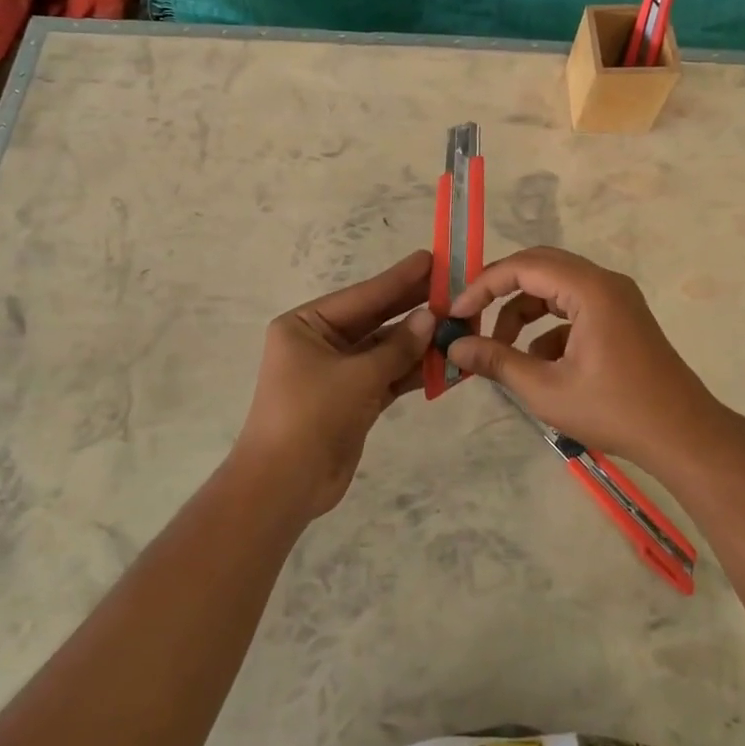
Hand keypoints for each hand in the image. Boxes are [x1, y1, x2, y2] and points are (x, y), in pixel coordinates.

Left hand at [235, 250, 435, 518]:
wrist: (284, 486)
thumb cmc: (311, 415)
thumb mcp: (357, 376)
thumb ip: (398, 346)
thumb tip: (431, 316)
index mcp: (306, 325)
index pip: (362, 296)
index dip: (399, 278)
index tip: (431, 259)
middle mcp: (320, 343)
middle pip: (376, 319)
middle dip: (414, 307)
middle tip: (453, 287)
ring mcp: (338, 373)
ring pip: (386, 349)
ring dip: (420, 342)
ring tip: (460, 324)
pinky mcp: (353, 400)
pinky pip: (389, 376)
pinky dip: (414, 371)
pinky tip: (448, 361)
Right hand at [447, 247, 731, 473]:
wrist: (683, 436)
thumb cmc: (615, 411)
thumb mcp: (546, 390)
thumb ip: (498, 362)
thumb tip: (456, 345)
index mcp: (589, 289)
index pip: (523, 267)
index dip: (484, 285)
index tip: (457, 313)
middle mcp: (604, 282)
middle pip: (539, 268)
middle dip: (501, 293)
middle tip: (472, 319)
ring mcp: (616, 298)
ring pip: (555, 289)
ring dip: (524, 313)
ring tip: (502, 352)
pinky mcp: (621, 318)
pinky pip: (574, 307)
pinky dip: (549, 328)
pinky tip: (539, 366)